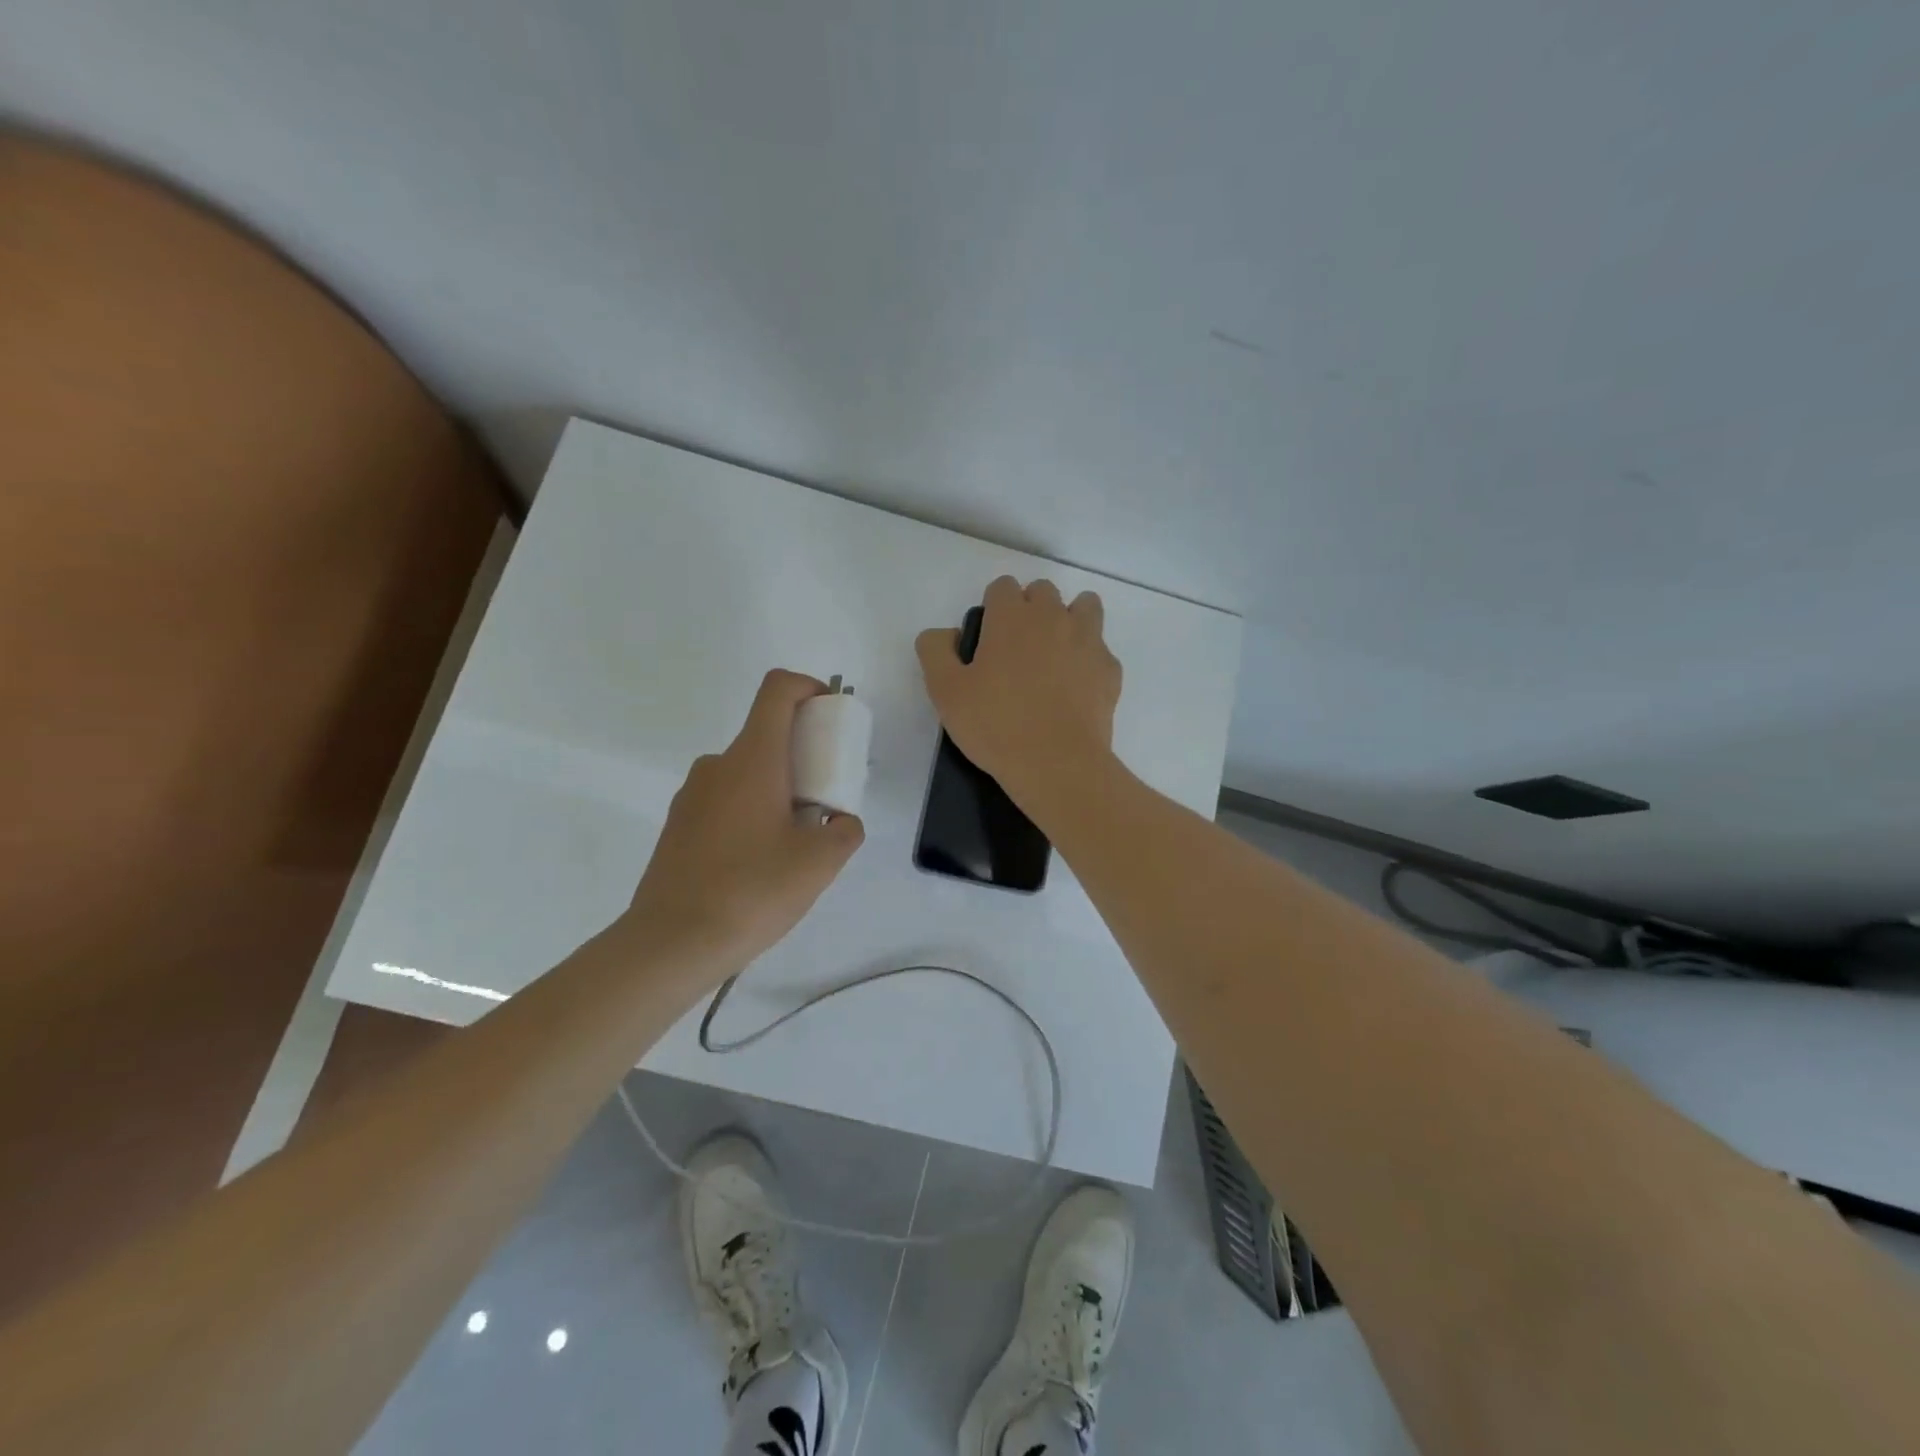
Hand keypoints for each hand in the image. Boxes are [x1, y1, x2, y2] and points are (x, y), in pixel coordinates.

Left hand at [624, 670, 864, 975]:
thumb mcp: (820, 862)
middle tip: (825, 801)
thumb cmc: (752, 890)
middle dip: (804, 755)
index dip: (809, 688)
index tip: (831, 717)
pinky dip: (751, 811)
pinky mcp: (678, 826)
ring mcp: (692, 796)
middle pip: (766, 734)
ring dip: (777, 788)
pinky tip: (758, 863)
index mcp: (753, 759)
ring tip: (794, 842)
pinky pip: (725, 800)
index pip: (778, 689)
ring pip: (746, 772)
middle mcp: (717, 765)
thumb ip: (844, 831)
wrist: (671, 943)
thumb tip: (840, 822)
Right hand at [915, 575, 1122, 809]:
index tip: (988, 638)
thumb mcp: (944, 691)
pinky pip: (1100, 648)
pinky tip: (1076, 687)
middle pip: (1043, 591)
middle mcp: (1053, 617)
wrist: (1057, 764)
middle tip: (1017, 649)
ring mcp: (1088, 640)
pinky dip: (1089, 658)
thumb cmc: (996, 725)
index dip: (993, 607)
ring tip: (1054, 654)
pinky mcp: (1110, 669)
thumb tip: (946, 634)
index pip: (1002, 586)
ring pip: (1084, 606)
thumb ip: (936, 650)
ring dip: (1068, 619)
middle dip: (1030, 608)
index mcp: (1011, 617)